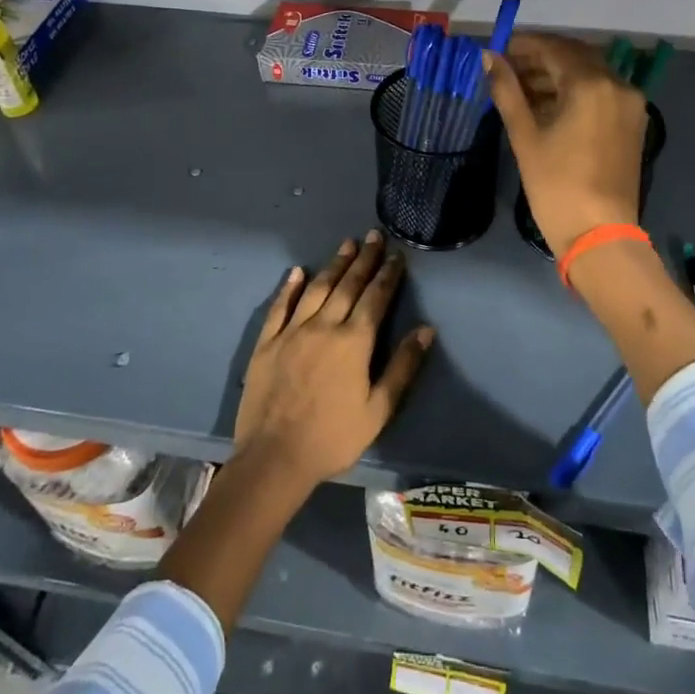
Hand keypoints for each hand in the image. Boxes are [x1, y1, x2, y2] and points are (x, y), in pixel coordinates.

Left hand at [233, 232, 433, 488]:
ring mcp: (292, 331)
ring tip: (346, 245)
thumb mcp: (378, 410)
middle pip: (348, 285)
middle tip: (374, 236)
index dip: (388, 275)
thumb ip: (402, 367)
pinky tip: (296, 271)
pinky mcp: (267, 342)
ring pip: (316, 288)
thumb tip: (426, 330)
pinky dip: (289, 287)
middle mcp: (324, 326)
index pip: (376, 298)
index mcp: (354, 341)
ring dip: (334, 265)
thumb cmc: (333, 438)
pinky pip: (279, 306)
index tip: (396, 254)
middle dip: (364, 259)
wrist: (274, 457)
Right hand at [484, 34, 647, 256]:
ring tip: (523, 88)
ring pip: (590, 74)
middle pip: (576, 56)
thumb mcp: (525, 135)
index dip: (524, 45)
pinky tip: (550, 104)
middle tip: (509, 67)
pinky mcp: (633, 124)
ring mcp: (630, 105)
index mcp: (591, 85)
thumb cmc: (556, 185)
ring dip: (558, 74)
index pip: (554, 49)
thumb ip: (507, 90)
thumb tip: (489, 58)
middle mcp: (618, 85)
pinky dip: (576, 90)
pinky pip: (602, 92)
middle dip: (541, 57)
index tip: (498, 50)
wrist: (599, 235)